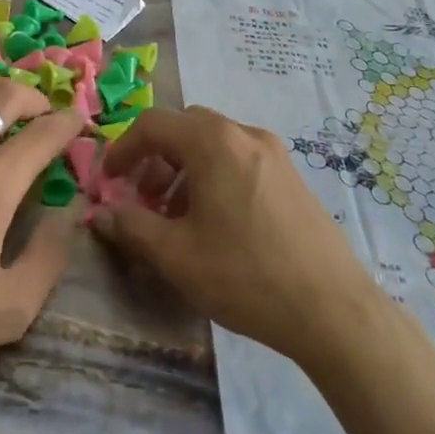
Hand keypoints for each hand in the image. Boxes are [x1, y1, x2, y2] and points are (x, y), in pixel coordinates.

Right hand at [89, 107, 379, 369]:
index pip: (153, 124)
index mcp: (213, 142)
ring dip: (184, 168)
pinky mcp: (293, 176)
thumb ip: (131, 226)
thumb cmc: (244, 275)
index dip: (123, 149)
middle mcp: (244, 134)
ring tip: (177, 217)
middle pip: (185, 128)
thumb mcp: (175, 255)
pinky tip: (216, 223)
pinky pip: (240, 159)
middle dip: (156, 157)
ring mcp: (274, 153)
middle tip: (144, 198)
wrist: (332, 309)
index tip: (109, 181)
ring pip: (214, 144)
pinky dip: (214, 175)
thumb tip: (102, 212)